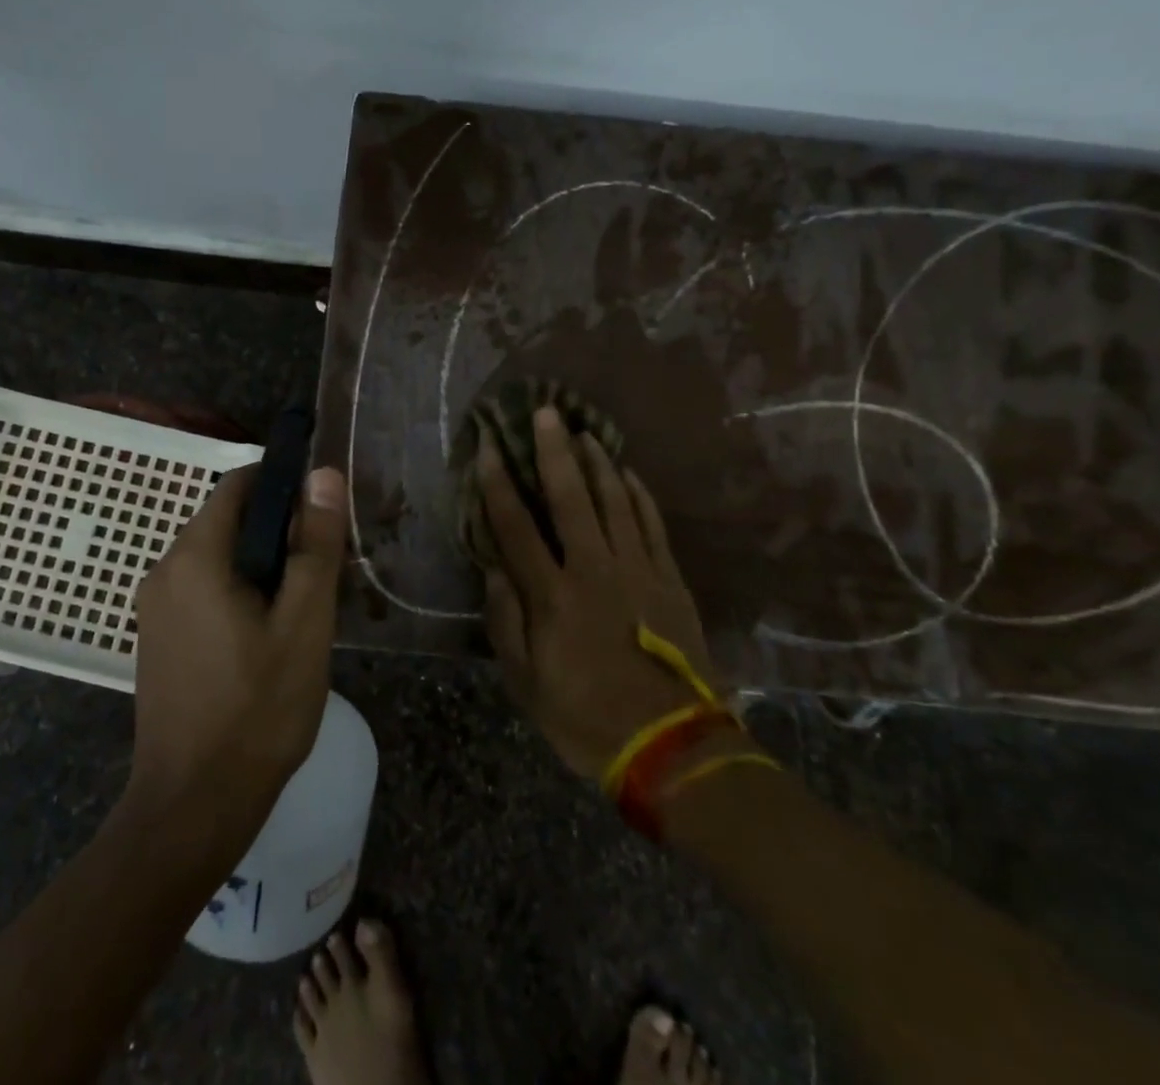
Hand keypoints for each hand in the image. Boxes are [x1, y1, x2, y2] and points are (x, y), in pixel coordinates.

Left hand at [126, 464, 346, 832]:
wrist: (194, 806)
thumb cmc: (257, 709)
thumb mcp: (303, 623)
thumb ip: (315, 545)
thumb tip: (323, 475)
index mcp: (194, 557)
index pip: (239, 484)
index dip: (284, 484)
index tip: (323, 512)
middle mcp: (164, 570)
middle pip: (228, 520)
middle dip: (279, 531)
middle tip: (325, 568)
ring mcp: (155, 606)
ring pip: (218, 556)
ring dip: (262, 564)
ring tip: (305, 604)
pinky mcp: (159, 636)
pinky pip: (203, 588)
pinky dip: (239, 590)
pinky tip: (270, 633)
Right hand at [479, 406, 725, 779]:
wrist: (673, 748)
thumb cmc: (586, 718)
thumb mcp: (526, 683)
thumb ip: (505, 621)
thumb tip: (494, 567)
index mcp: (552, 595)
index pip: (515, 526)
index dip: (497, 482)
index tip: (487, 447)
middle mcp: (593, 569)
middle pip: (569, 497)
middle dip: (552, 450)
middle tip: (544, 411)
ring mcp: (638, 570)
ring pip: (615, 501)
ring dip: (597, 462)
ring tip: (583, 431)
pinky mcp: (670, 580)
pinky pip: (652, 525)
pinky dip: (639, 495)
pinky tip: (629, 473)